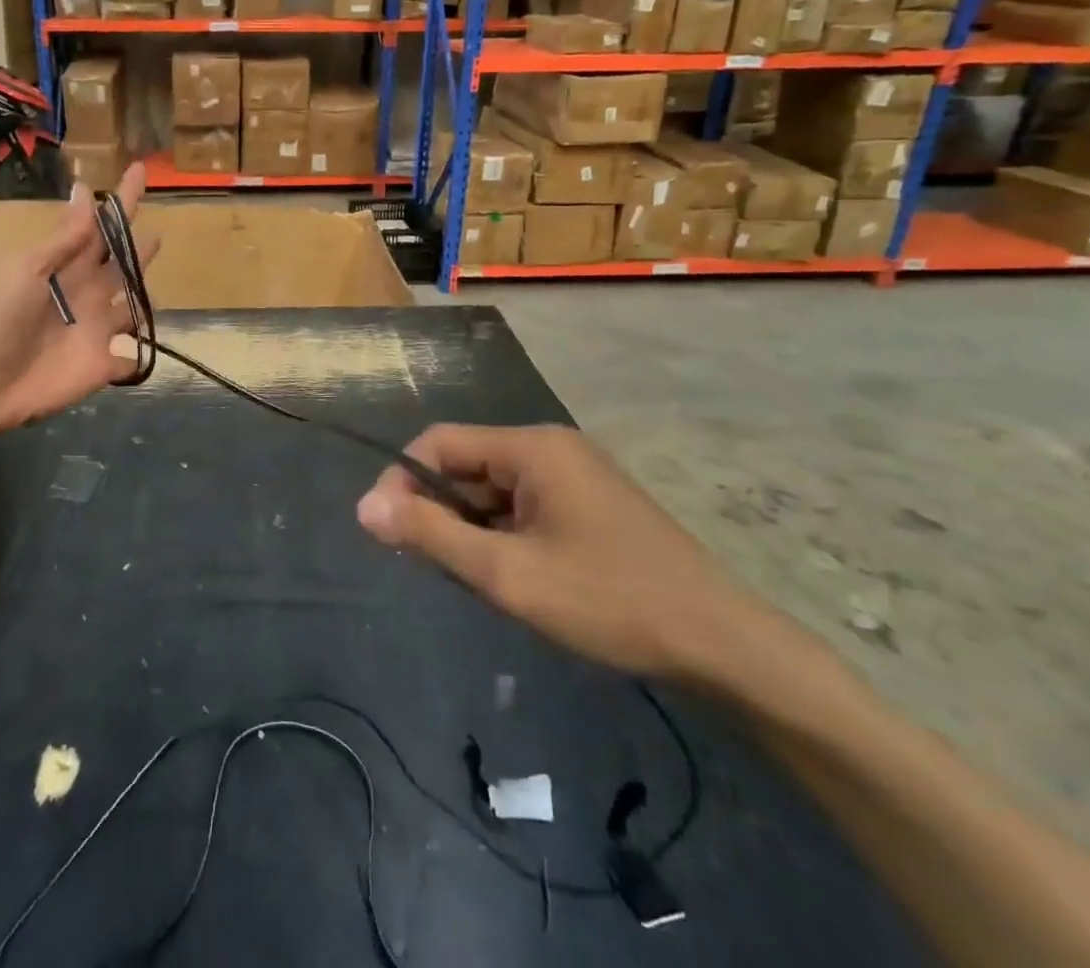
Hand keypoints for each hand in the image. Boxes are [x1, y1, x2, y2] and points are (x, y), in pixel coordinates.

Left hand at [0, 164, 157, 433]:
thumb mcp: (26, 270)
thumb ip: (64, 239)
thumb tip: (87, 190)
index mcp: (66, 265)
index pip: (101, 226)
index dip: (121, 200)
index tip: (138, 170)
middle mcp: (86, 293)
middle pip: (120, 266)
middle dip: (136, 250)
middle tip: (157, 232)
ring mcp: (95, 330)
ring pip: (130, 309)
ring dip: (143, 300)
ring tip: (154, 291)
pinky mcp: (101, 366)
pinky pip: (128, 358)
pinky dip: (138, 356)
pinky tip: (144, 353)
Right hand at [358, 424, 775, 684]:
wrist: (724, 645)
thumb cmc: (609, 601)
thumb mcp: (507, 573)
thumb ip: (431, 535)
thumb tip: (364, 507)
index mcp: (531, 447)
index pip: (439, 443)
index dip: (402, 481)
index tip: (383, 530)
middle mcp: (550, 448)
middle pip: (467, 465)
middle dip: (439, 510)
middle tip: (430, 566)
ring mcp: (574, 475)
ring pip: (493, 490)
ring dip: (471, 528)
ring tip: (477, 580)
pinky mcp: (589, 503)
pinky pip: (523, 506)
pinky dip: (503, 535)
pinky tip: (512, 577)